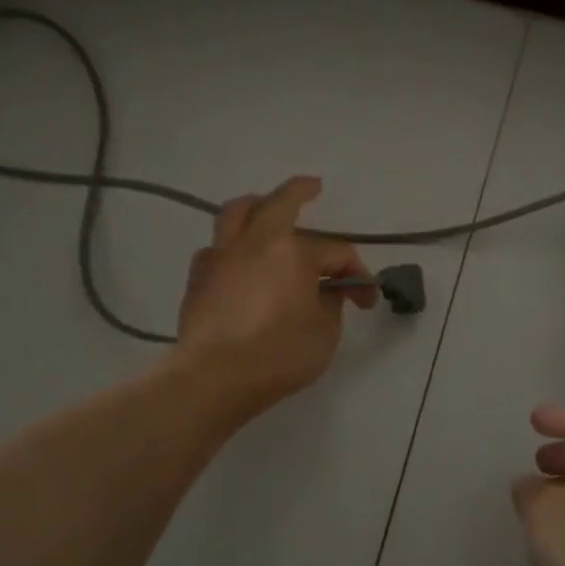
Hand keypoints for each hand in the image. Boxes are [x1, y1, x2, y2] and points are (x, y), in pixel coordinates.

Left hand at [175, 176, 376, 417]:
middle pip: (279, 202)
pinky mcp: (198, 277)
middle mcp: (255, 242)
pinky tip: (237, 261)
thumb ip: (330, 305)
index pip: (336, 252)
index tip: (366, 300)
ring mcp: (221, 256)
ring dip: (255, 205)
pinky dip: (230, 246)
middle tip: (312, 187)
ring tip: (263, 208)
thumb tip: (326, 292)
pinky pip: (216, 248)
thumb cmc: (279, 355)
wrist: (215, 377)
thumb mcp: (324, 333)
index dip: (357, 274)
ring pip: (236, 213)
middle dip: (300, 191)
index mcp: (293, 251)